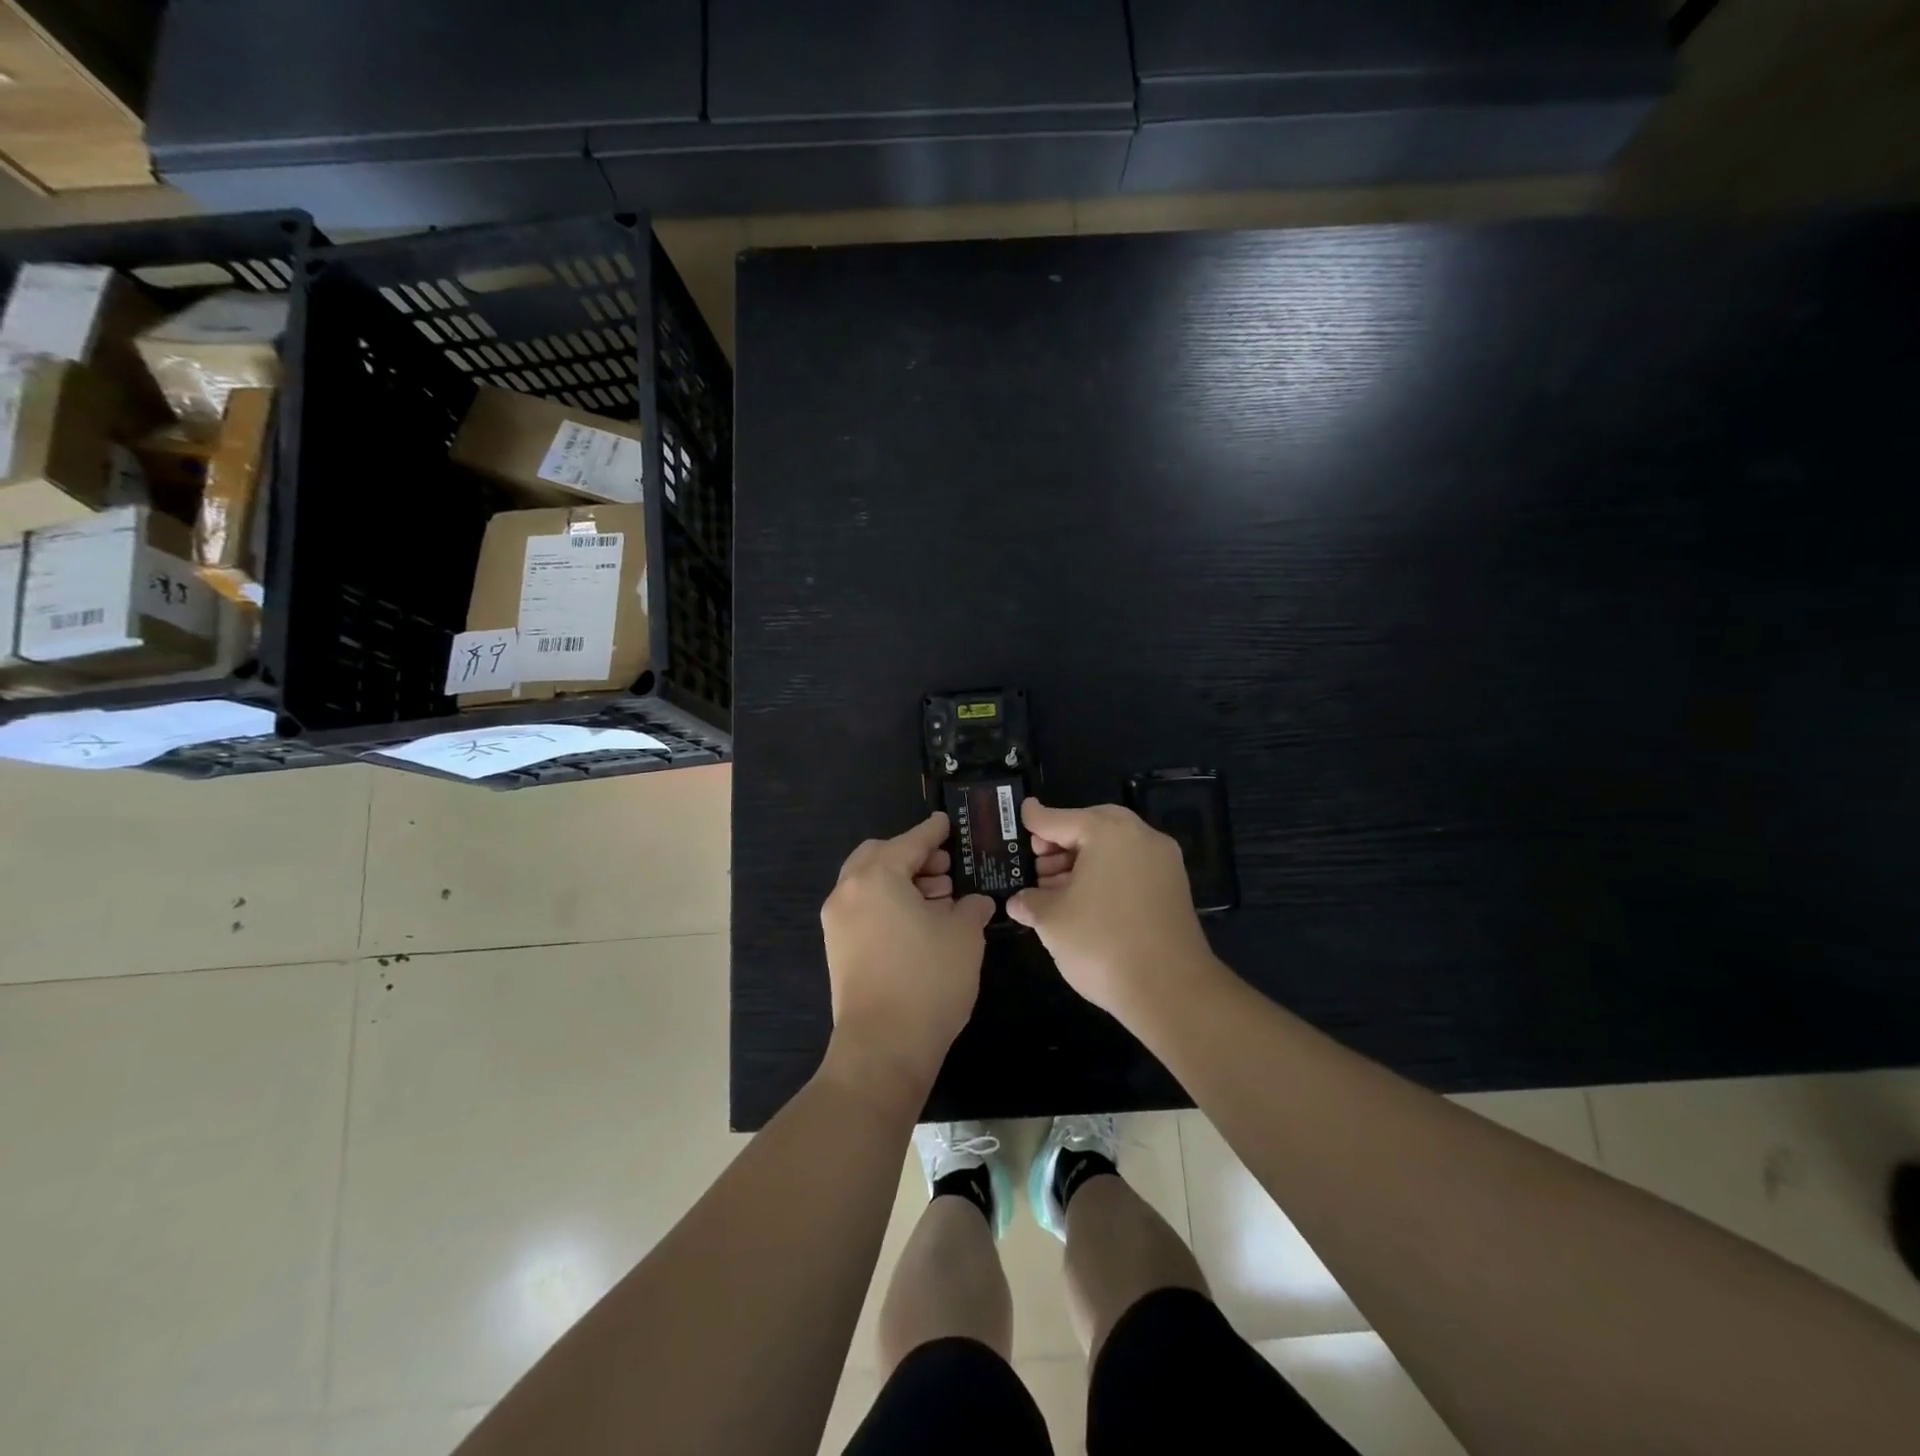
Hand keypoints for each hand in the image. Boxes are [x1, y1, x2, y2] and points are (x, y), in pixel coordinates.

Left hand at [820, 812, 995, 1103]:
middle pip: (880, 856)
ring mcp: (837, 921)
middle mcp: (848, 891)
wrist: (883, 1048)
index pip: (910, 842)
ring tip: (939, 897)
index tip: (948, 823)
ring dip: (901, 881)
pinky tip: (919, 921)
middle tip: (945, 868)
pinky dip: (888, 903)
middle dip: (913, 856)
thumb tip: (975, 901)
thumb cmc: (928, 981)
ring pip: (869, 883)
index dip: (933, 831)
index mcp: (877, 876)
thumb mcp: (964, 936)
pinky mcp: (837, 948)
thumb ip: (970, 907)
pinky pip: (863, 908)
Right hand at [1009, 800, 1221, 1023]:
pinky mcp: (1173, 889)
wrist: (1171, 991)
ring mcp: (1163, 862)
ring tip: (1054, 889)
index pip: (1060, 819)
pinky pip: (1131, 868)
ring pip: (1113, 849)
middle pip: (1091, 828)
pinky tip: (1084, 902)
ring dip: (1081, 862)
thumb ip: (1030, 902)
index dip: (1035, 819)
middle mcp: (1140, 837)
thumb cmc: (1102, 943)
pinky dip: (1105, 876)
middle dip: (1061, 842)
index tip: (1021, 812)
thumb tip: (1018, 902)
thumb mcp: (1052, 921)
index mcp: (1108, 832)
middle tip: (1037, 862)